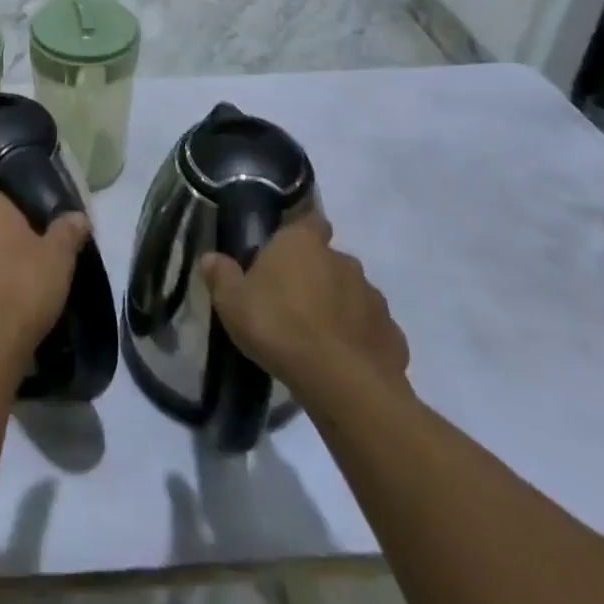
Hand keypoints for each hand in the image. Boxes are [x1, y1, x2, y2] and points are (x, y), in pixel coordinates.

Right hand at [201, 217, 409, 395]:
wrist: (343, 383)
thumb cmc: (279, 327)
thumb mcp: (232, 302)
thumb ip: (221, 275)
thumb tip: (211, 258)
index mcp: (303, 243)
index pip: (310, 220)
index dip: (300, 233)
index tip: (286, 252)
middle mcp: (343, 261)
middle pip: (329, 260)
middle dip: (316, 276)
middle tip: (293, 303)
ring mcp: (373, 298)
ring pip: (353, 294)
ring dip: (339, 307)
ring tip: (318, 337)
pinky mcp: (392, 335)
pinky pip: (371, 330)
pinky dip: (360, 340)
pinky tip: (343, 361)